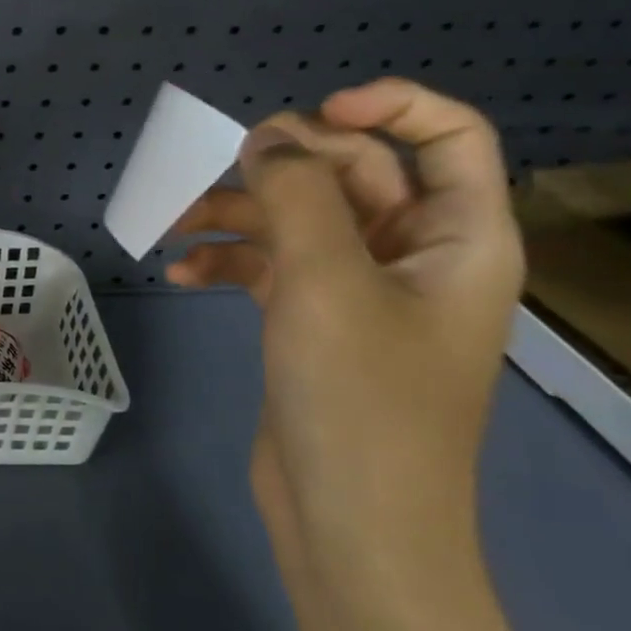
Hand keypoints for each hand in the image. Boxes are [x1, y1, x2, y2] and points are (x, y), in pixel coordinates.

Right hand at [167, 79, 524, 606]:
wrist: (349, 524)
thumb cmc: (358, 399)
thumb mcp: (326, 282)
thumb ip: (297, 193)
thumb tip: (267, 137)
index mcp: (457, 238)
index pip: (446, 137)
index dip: (386, 106)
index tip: (309, 115)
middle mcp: (414, 255)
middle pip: (351, 173)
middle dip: (279, 166)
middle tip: (215, 171)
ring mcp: (360, 290)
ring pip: (298, 218)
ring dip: (236, 213)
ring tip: (174, 224)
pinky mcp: (314, 321)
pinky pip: (271, 265)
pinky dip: (227, 261)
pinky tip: (181, 275)